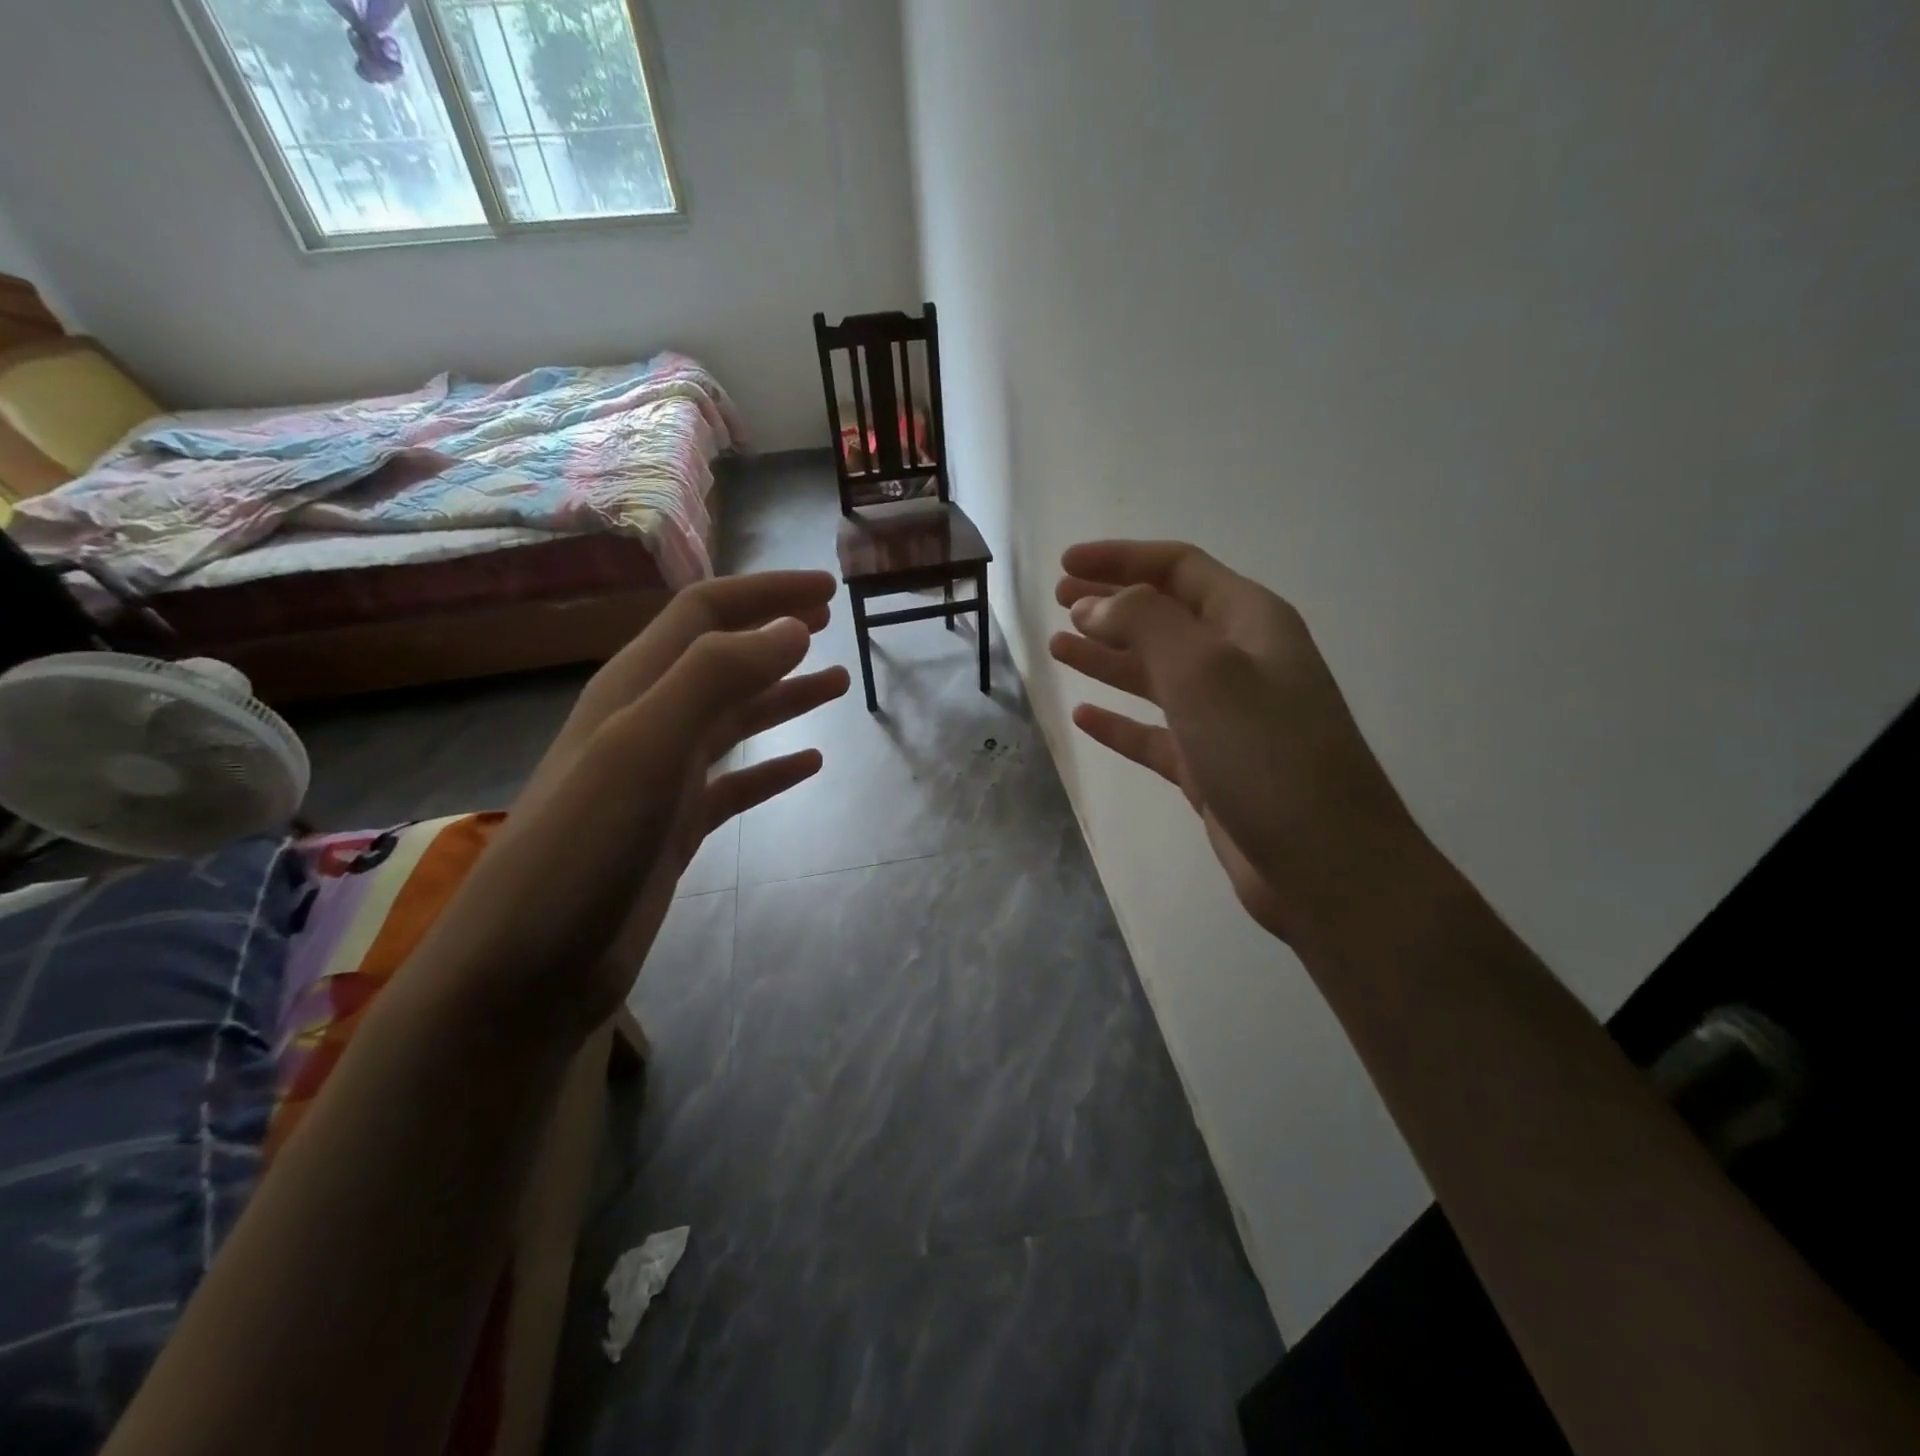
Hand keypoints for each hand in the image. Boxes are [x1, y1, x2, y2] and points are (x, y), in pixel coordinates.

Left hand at [415, 571, 848, 1040]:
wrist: (526, 969)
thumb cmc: (583, 848)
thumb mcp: (645, 746)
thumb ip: (715, 676)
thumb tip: (790, 627)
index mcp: (634, 688)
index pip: (705, 613)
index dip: (766, 593)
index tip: (828, 590)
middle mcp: (647, 723)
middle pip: (722, 658)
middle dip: (776, 632)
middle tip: (831, 620)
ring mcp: (661, 780)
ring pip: (734, 719)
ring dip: (784, 694)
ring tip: (838, 683)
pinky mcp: (674, 830)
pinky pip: (736, 784)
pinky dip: (774, 768)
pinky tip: (811, 764)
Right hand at [1050, 540, 1423, 944]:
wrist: (1325, 863)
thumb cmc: (1266, 753)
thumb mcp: (1204, 671)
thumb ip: (1144, 624)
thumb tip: (1092, 605)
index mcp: (1249, 622)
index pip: (1178, 568)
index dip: (1121, 559)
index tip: (1065, 565)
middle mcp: (1239, 661)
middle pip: (1164, 616)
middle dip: (1110, 603)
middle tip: (1058, 601)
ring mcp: (1225, 717)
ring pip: (1154, 673)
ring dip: (1107, 657)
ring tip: (1058, 647)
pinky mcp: (1210, 766)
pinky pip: (1154, 732)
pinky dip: (1119, 722)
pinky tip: (1084, 718)